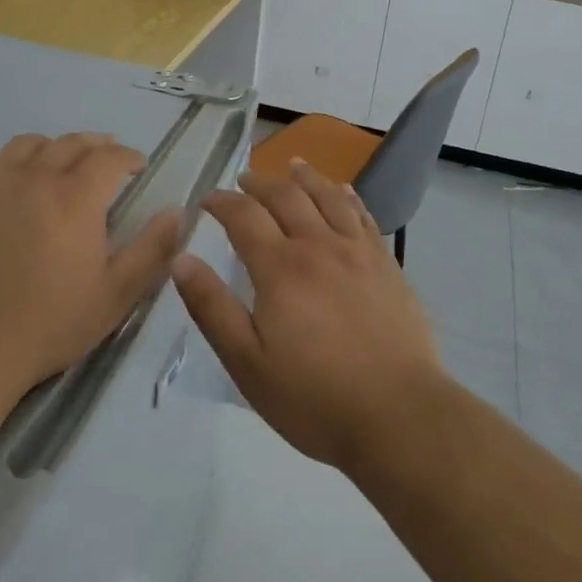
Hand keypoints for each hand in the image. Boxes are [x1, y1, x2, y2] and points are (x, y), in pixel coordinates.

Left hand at [0, 133, 183, 410]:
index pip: (110, 157)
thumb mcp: (116, 295)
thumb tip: (178, 212)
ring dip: (55, 148)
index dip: (129, 157)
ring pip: (29, 144)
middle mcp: (35, 177)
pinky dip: (12, 163)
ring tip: (63, 165)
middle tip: (108, 161)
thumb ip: (153, 250)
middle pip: (72, 143)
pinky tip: (14, 184)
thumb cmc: (49, 324)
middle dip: (97, 146)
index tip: (139, 167)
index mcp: (76, 196)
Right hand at [173, 160, 444, 474]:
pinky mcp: (386, 265)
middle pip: (286, 197)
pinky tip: (343, 191)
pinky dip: (348, 197)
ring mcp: (358, 252)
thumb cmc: (315, 398)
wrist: (400, 416)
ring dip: (305, 178)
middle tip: (243, 181)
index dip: (222, 202)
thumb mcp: (248, 364)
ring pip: (328, 197)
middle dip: (259, 183)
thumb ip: (212, 308)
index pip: (244, 216)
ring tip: (292, 166)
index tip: (206, 200)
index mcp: (280, 268)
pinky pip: (363, 216)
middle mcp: (318, 246)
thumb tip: (181, 259)